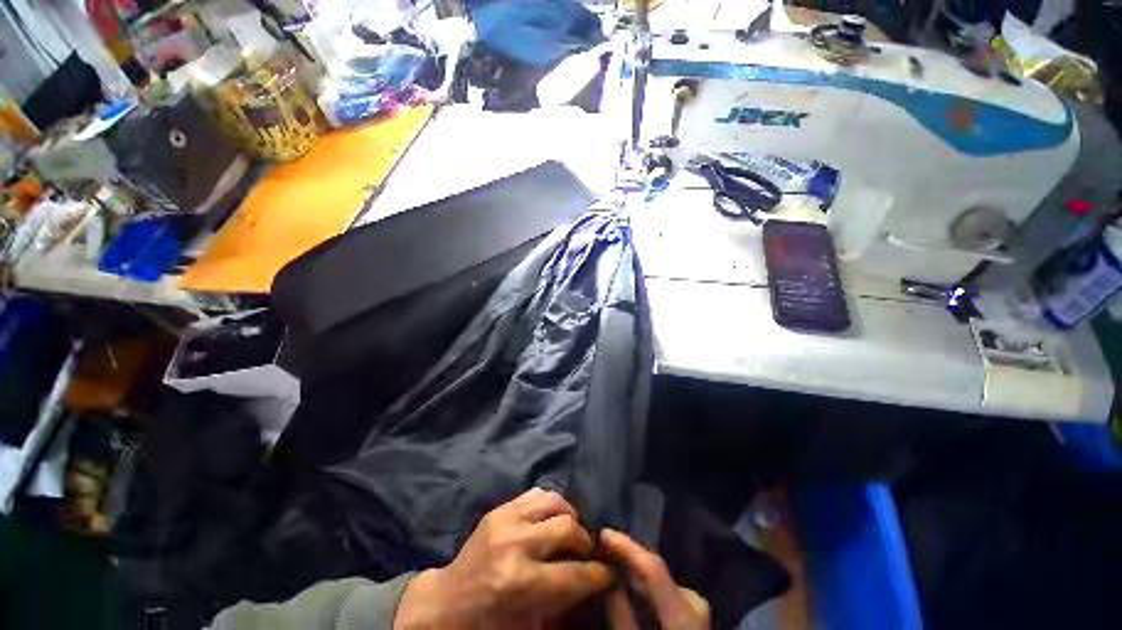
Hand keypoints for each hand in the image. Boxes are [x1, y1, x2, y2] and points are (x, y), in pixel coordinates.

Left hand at [394, 488, 613, 629]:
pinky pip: (537, 494)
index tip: (609, 574)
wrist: (447, 604)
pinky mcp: (499, 508)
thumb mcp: (530, 624)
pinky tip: (550, 520)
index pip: (576, 574)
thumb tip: (594, 581)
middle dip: (585, 542)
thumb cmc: (488, 623)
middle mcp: (515, 544)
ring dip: (569, 517)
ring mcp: (505, 520)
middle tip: (587, 553)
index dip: (600, 574)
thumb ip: (564, 602)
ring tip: (570, 533)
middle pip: (568, 527)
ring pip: (554, 501)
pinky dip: (550, 505)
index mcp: (521, 583)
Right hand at [601, 529, 709, 629]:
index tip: (603, 532)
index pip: (653, 567)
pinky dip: (643, 585)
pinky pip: (663, 590)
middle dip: (626, 557)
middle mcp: (694, 601)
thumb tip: (607, 579)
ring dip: (633, 570)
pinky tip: (627, 583)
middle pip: (654, 570)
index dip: (627, 546)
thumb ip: (620, 615)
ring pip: (658, 579)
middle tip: (600, 547)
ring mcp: (696, 607)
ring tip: (609, 560)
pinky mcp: (692, 613)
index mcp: (684, 612)